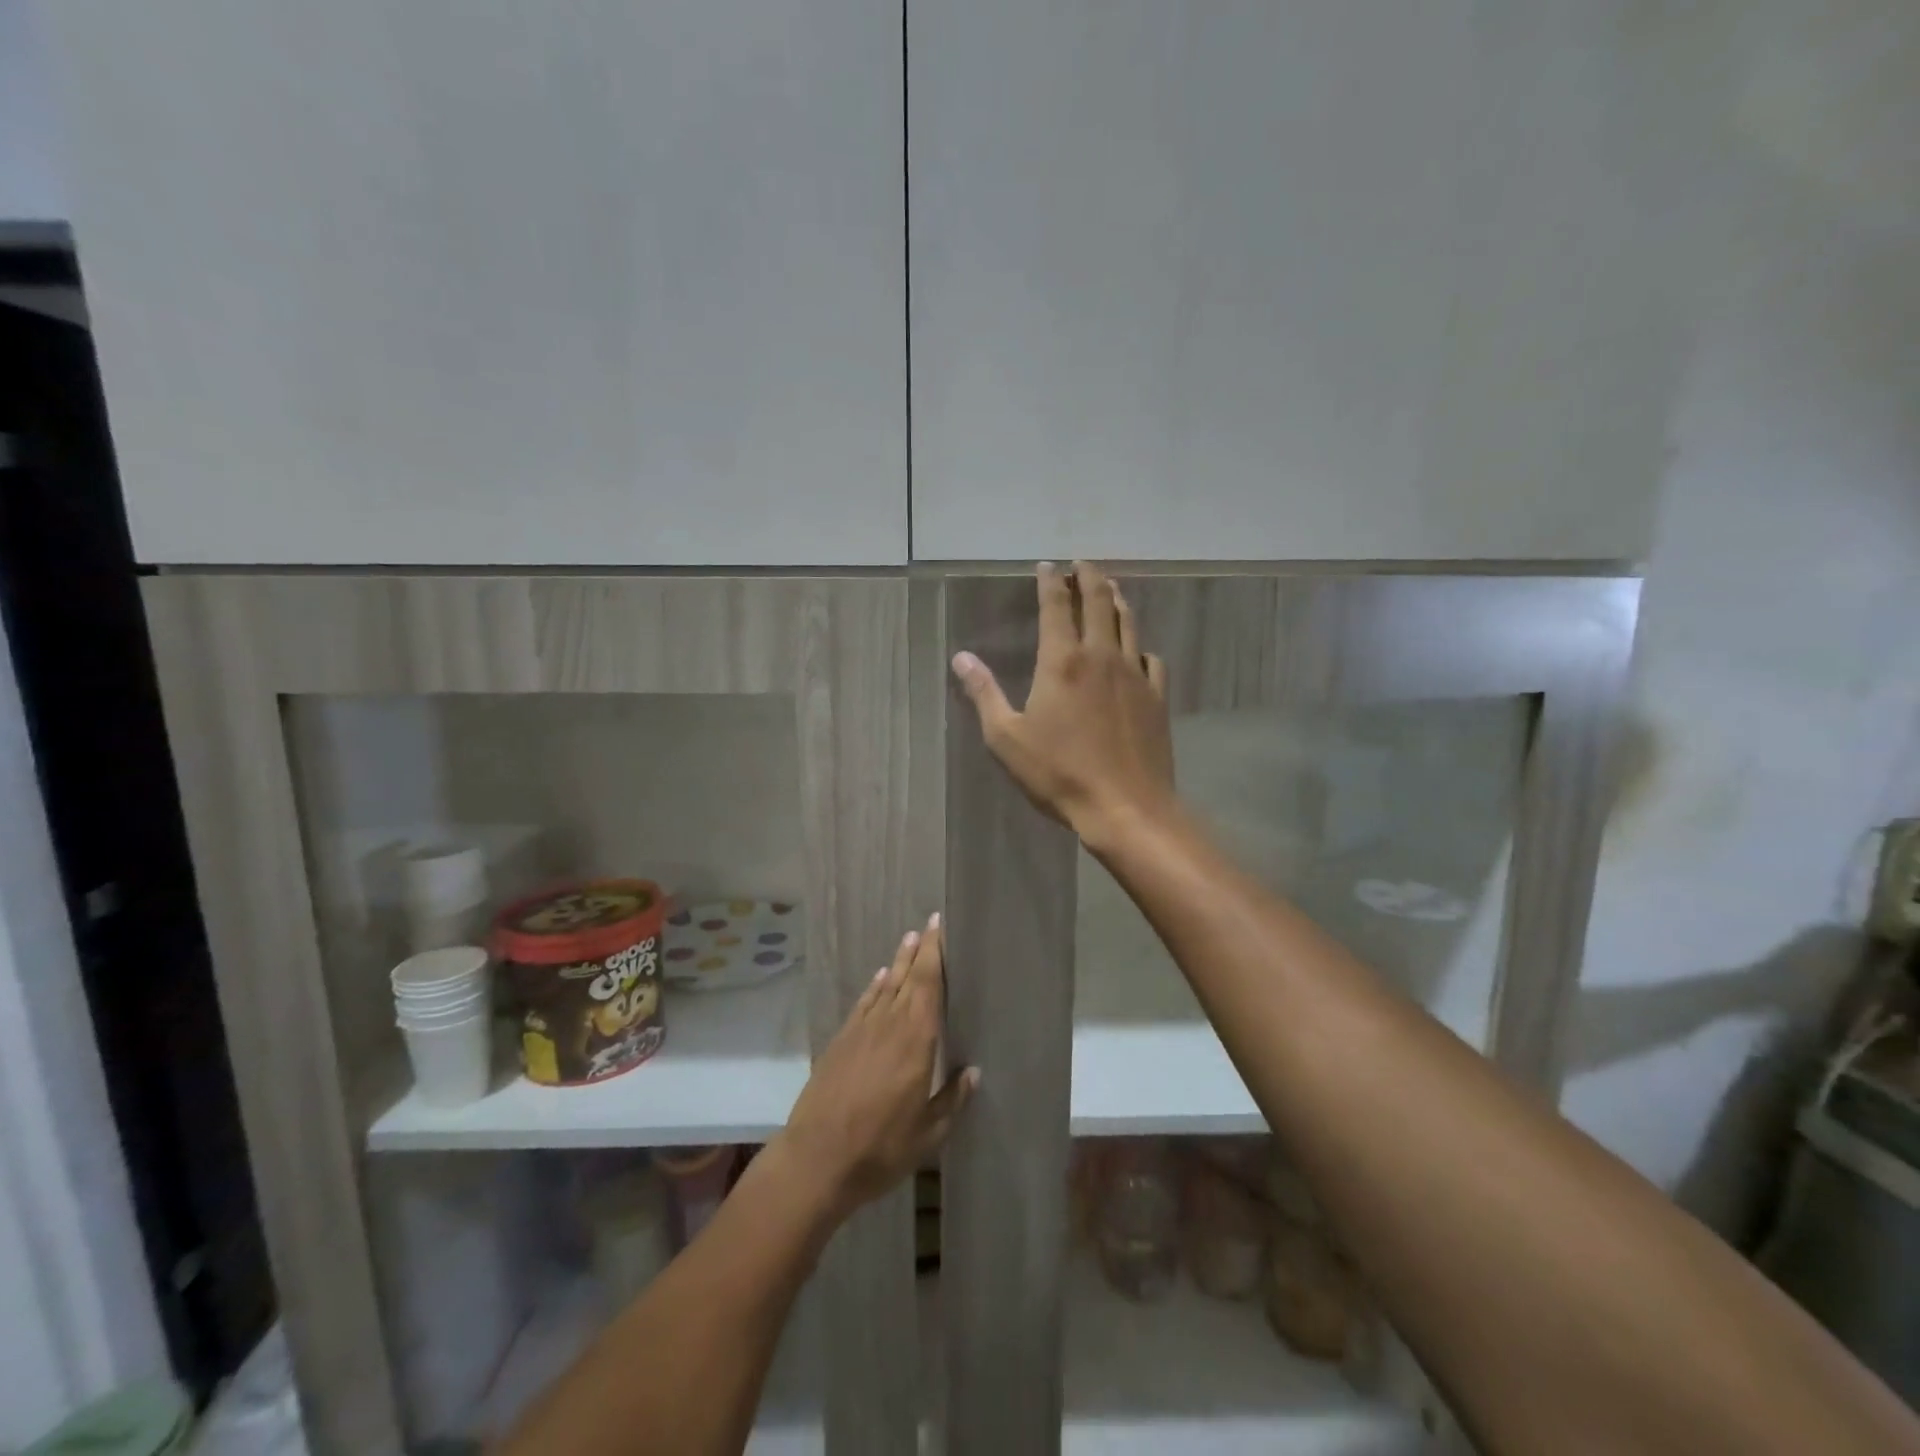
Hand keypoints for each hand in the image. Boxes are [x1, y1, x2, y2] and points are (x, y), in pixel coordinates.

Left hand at [776, 916, 976, 1218]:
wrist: (816, 1159)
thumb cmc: (880, 1148)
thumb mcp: (928, 1134)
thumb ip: (952, 1099)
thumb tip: (973, 1072)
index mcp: (916, 1041)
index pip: (928, 985)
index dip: (935, 954)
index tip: (940, 927)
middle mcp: (889, 1025)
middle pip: (907, 978)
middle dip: (920, 950)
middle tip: (929, 925)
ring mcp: (861, 1031)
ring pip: (885, 986)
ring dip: (898, 962)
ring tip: (909, 940)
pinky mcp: (840, 1041)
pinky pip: (863, 1003)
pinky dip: (874, 987)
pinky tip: (880, 979)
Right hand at [952, 561, 1175, 842]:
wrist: (1125, 806)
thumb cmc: (1058, 773)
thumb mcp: (1006, 738)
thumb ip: (984, 693)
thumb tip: (961, 657)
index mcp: (1062, 661)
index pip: (1056, 606)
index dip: (1050, 581)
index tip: (1047, 565)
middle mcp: (1101, 656)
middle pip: (1099, 602)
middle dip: (1089, 577)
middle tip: (1082, 564)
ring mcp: (1134, 675)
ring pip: (1127, 624)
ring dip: (1116, 600)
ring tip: (1110, 588)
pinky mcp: (1156, 697)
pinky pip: (1150, 658)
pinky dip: (1139, 645)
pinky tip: (1136, 650)